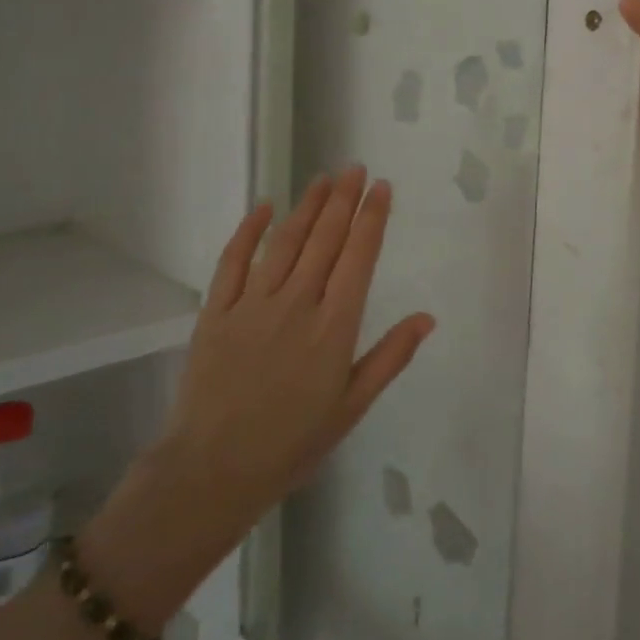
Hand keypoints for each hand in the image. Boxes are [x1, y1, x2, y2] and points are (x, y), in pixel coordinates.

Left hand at [158, 167, 434, 525]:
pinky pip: (233, 262)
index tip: (381, 187)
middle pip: (324, 239)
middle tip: (355, 169)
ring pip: (285, 242)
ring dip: (306, 206)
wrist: (213, 471)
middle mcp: (296, 304)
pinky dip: (249, 231)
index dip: (372, 218)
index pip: (358, 257)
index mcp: (334, 327)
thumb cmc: (292, 443)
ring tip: (323, 178)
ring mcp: (252, 305)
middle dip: (343, 200)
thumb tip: (426, 317)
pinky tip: (264, 207)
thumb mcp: (352, 407)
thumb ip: (390, 357)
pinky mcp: (216, 312)